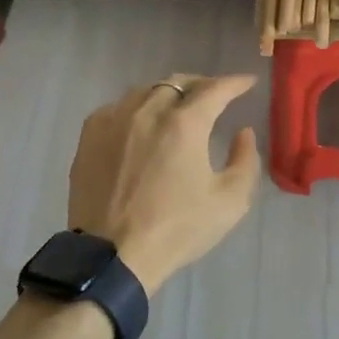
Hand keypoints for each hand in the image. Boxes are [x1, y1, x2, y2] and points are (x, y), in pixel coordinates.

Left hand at [67, 74, 261, 295]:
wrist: (112, 256)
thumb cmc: (176, 229)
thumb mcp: (229, 202)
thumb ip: (245, 160)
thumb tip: (243, 132)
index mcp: (185, 124)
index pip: (215, 89)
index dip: (235, 82)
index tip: (247, 82)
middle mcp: (149, 111)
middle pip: (179, 82)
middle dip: (201, 84)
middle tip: (213, 95)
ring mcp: (115, 120)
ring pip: (146, 91)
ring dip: (167, 94)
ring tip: (177, 107)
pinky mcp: (90, 134)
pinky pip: (118, 107)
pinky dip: (135, 108)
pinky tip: (140, 123)